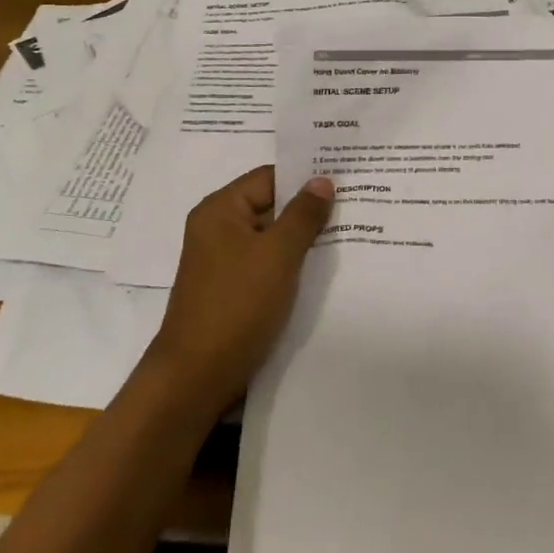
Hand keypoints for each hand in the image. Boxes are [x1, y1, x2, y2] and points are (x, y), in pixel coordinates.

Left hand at [147, 167, 333, 413]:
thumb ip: (303, 215)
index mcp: (220, 210)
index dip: (305, 176)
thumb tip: (322, 180)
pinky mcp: (232, 289)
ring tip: (349, 233)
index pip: (269, 177)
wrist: (198, 376)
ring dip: (303, 238)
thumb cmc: (237, 305)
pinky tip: (323, 268)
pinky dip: (291, 263)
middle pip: (270, 205)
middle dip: (308, 208)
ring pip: (271, 238)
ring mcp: (224, 261)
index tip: (345, 177)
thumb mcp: (278, 255)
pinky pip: (267, 264)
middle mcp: (218, 229)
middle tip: (355, 204)